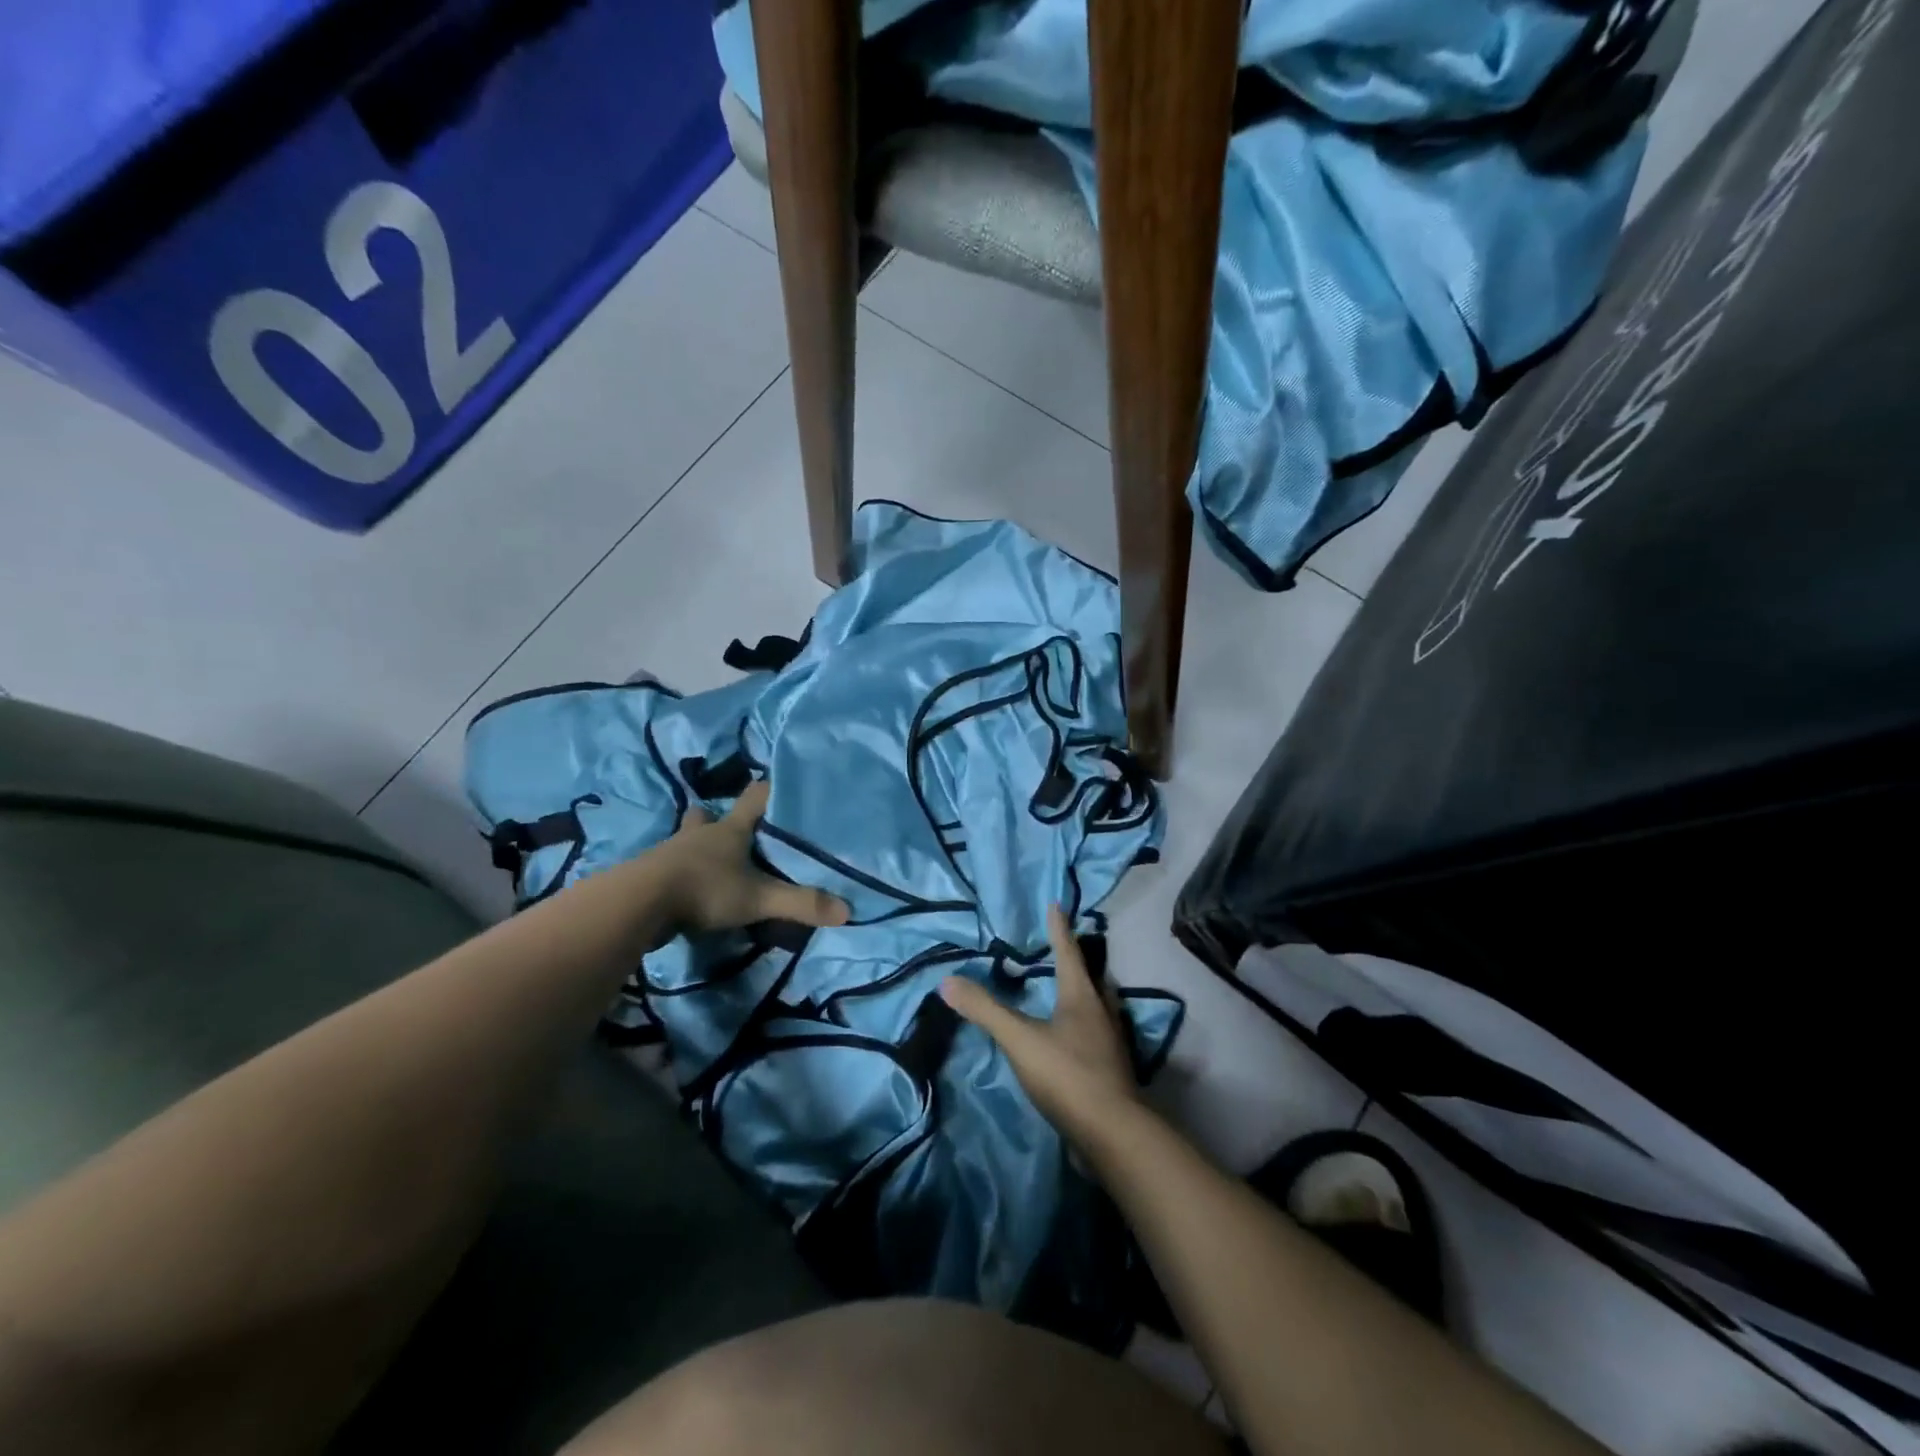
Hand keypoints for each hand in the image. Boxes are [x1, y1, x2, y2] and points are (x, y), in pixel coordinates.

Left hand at [656, 781, 849, 934]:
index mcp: (730, 830)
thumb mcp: (759, 898)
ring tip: (710, 860)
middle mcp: (700, 835)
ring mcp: (671, 853)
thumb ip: (800, 904)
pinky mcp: (651, 875)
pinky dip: (680, 872)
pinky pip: (670, 867)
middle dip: (718, 818)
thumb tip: (847, 911)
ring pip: (687, 840)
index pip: (754, 798)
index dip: (767, 789)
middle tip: (732, 826)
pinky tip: (687, 887)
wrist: (639, 904)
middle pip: (708, 816)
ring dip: (697, 845)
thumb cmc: (705, 889)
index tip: (777, 782)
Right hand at [940, 905, 1138, 1142]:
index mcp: (1082, 997)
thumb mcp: (1020, 1039)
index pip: (1068, 952)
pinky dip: (1083, 1025)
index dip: (1059, 929)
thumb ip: (986, 1010)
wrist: (1114, 1135)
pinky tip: (1071, 1038)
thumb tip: (947, 981)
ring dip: (1083, 993)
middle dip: (1076, 961)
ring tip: (1068, 990)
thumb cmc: (1068, 1075)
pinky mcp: (1110, 1071)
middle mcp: (1102, 1013)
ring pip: (1097, 1006)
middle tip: (1063, 948)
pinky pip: (1096, 1034)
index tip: (1055, 905)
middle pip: (1090, 978)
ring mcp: (1110, 1044)